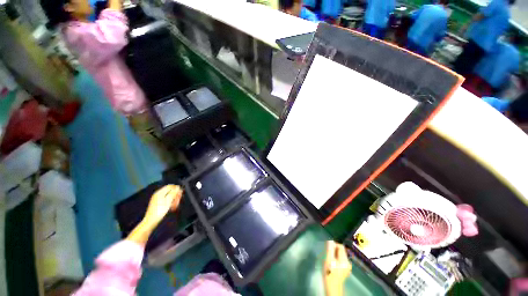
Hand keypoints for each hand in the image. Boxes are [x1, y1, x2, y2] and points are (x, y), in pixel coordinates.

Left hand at [142, 185, 182, 227]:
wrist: (151, 221)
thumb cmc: (160, 210)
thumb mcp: (168, 201)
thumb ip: (173, 193)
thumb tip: (178, 187)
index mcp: (160, 192)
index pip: (170, 186)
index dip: (177, 189)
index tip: (181, 194)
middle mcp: (158, 194)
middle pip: (170, 191)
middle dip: (175, 195)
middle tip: (178, 201)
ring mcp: (157, 198)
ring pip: (168, 196)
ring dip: (173, 199)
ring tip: (174, 206)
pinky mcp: (157, 203)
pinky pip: (166, 200)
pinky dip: (169, 202)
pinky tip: (171, 207)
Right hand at [324, 241, 351, 295]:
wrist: (332, 287)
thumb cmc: (329, 273)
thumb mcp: (328, 260)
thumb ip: (330, 249)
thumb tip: (330, 240)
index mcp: (345, 259)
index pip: (340, 246)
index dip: (334, 244)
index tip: (327, 246)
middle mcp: (348, 262)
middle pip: (341, 251)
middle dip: (334, 250)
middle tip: (327, 253)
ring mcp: (347, 267)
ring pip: (340, 255)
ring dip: (334, 254)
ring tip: (329, 258)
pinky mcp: (345, 270)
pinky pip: (340, 260)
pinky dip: (336, 259)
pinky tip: (332, 263)